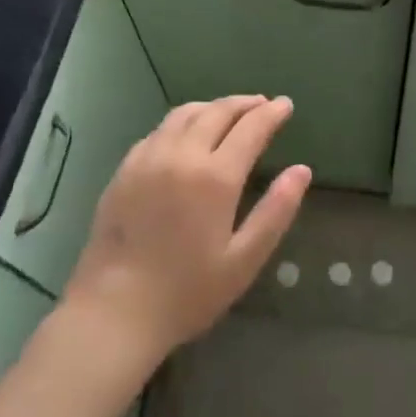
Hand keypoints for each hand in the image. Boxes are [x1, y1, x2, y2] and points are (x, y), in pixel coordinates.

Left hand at [62, 95, 310, 369]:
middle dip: (244, 104)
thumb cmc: (187, 292)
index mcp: (215, 177)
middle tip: (262, 103)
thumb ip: (276, 211)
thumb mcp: (244, 260)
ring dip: (213, 107)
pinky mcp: (124, 170)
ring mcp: (148, 159)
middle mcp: (181, 156)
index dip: (271, 114)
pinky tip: (186, 133)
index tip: (286, 105)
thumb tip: (302, 170)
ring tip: (229, 111)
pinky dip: (182, 121)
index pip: (250, 128)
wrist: (113, 313)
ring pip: (185, 114)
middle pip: (217, 112)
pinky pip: (159, 131)